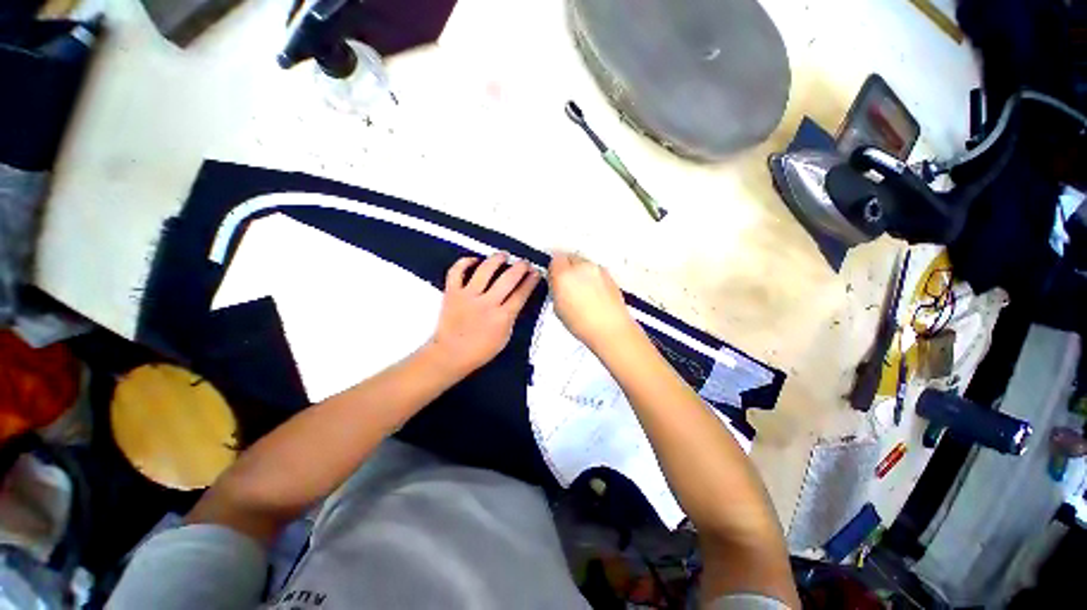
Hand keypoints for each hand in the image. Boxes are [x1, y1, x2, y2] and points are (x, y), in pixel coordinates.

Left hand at [427, 253, 540, 377]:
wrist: (451, 355)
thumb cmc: (480, 350)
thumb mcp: (505, 336)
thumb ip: (511, 316)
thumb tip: (517, 298)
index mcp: (502, 317)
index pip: (521, 294)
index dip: (531, 281)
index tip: (536, 272)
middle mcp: (487, 303)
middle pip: (508, 279)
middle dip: (520, 267)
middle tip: (524, 262)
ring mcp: (468, 296)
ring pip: (484, 270)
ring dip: (496, 259)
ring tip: (504, 255)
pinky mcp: (452, 293)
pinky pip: (456, 272)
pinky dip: (464, 262)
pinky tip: (474, 260)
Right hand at [548, 253, 639, 350]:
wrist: (610, 329)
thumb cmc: (582, 323)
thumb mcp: (558, 308)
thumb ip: (556, 289)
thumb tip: (556, 283)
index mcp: (565, 274)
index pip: (555, 259)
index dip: (553, 269)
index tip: (553, 278)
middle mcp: (582, 267)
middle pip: (570, 257)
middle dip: (566, 267)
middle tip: (566, 283)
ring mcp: (598, 269)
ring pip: (584, 263)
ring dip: (580, 271)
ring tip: (581, 290)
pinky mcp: (609, 275)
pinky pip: (596, 271)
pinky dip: (592, 277)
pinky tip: (593, 293)